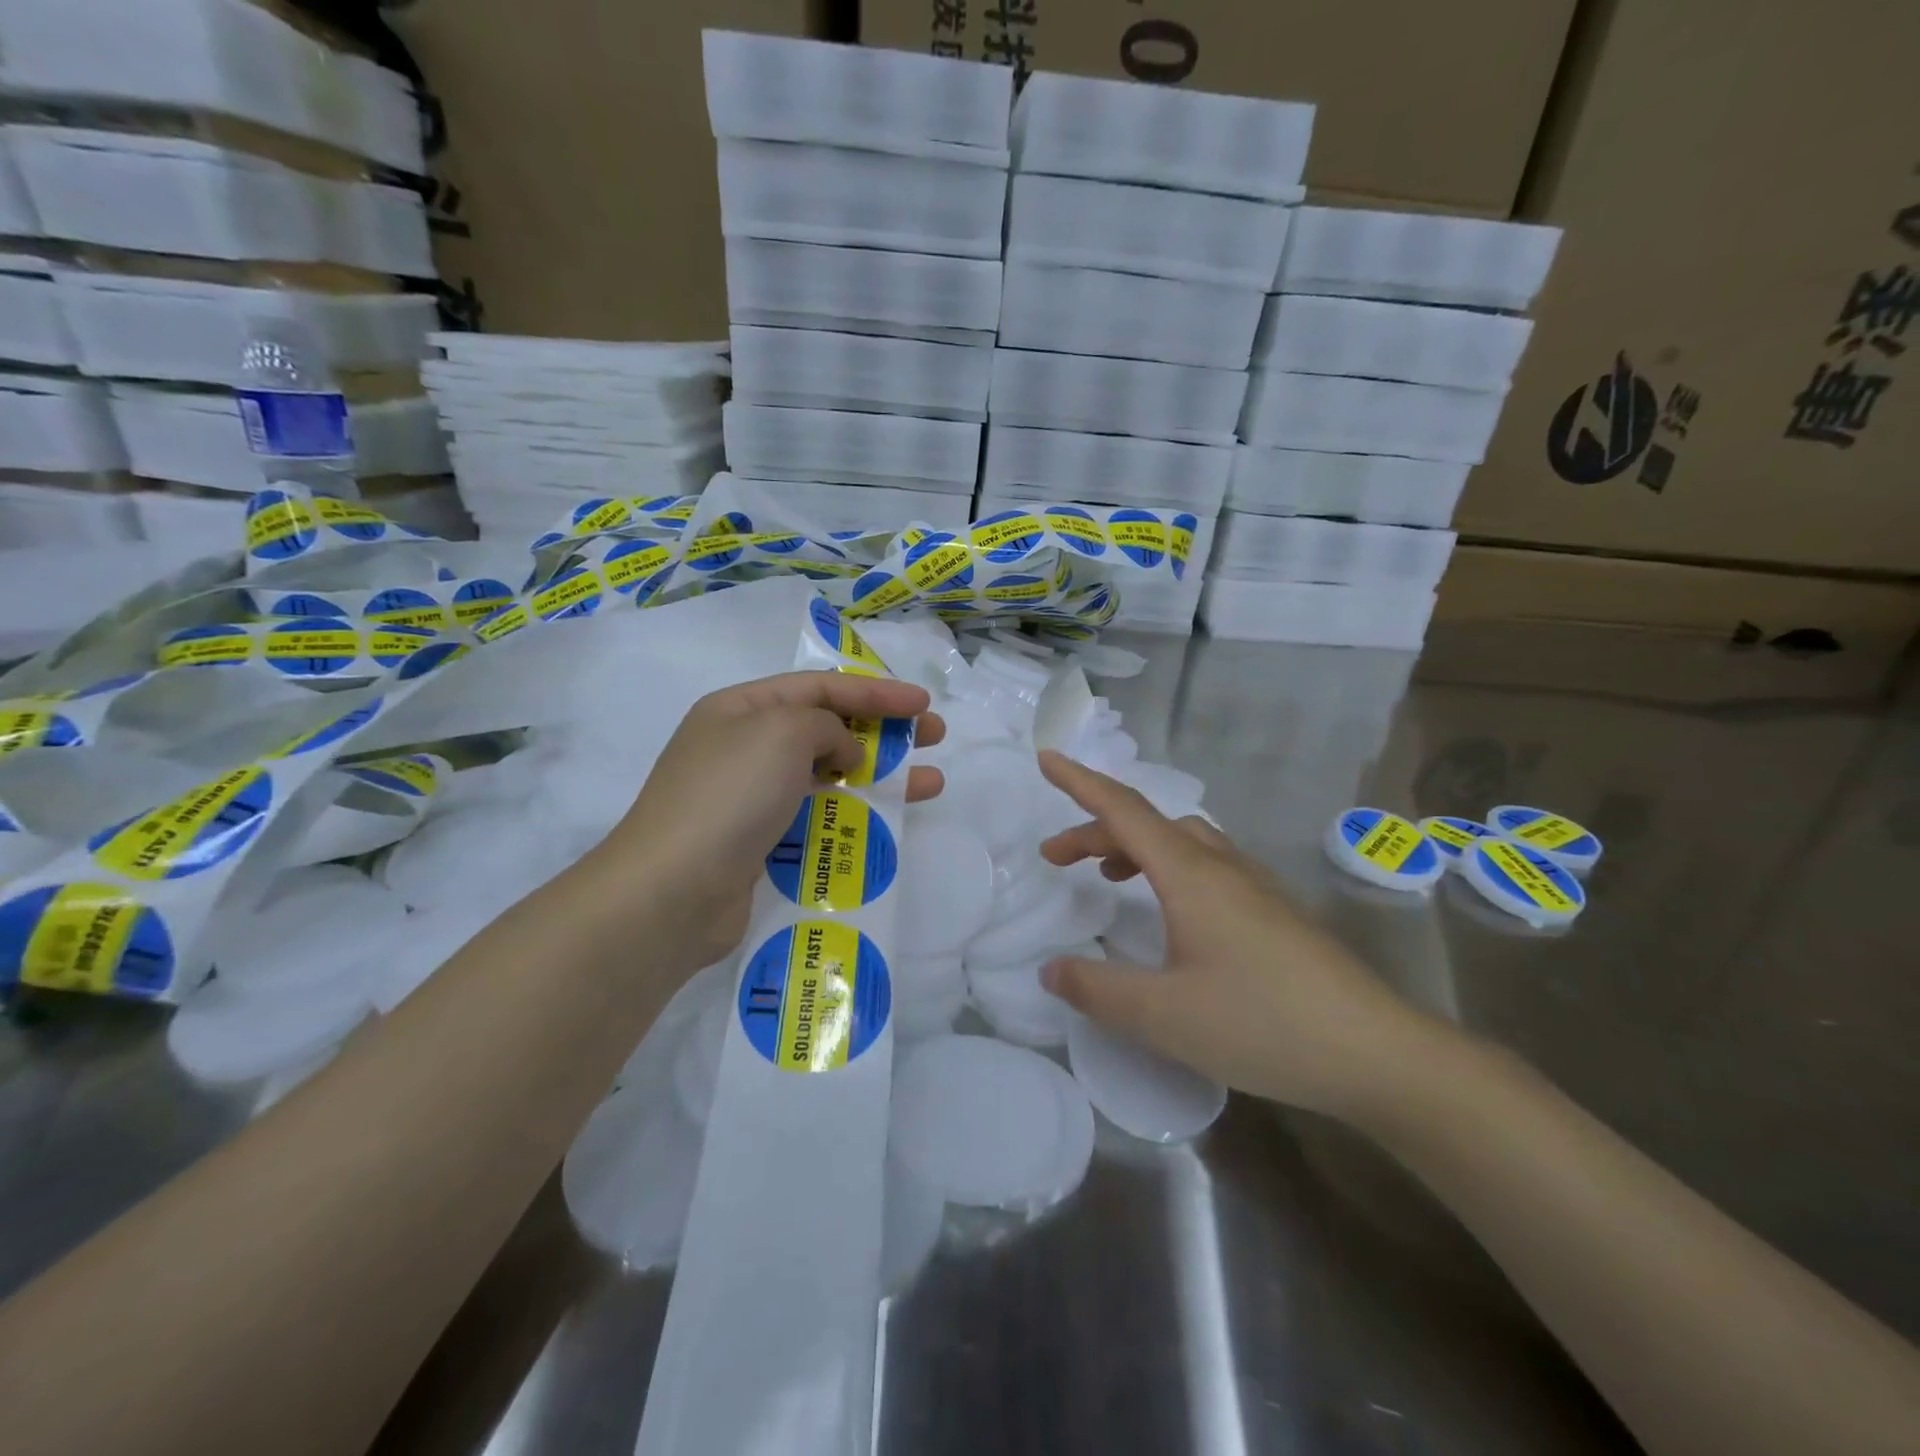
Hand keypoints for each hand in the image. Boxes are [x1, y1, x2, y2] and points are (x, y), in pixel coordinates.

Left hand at [592, 672, 944, 970]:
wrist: (673, 891)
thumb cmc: (730, 794)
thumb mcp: (783, 732)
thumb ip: (827, 726)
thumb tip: (842, 753)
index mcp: (742, 708)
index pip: (821, 687)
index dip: (877, 691)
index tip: (922, 704)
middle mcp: (745, 746)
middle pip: (828, 728)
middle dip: (885, 729)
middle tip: (934, 736)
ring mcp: (752, 797)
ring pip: (830, 775)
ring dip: (881, 775)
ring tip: (930, 783)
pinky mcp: (761, 842)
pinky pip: (819, 815)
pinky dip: (855, 813)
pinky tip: (888, 821)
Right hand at [1035, 750, 1440, 1119]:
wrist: (1377, 1052)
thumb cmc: (1263, 1024)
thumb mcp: (1164, 1015)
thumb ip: (1098, 990)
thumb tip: (1051, 969)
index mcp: (1191, 875)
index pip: (1124, 811)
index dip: (1080, 783)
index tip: (1046, 759)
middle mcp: (1223, 866)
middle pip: (1148, 825)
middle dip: (1095, 830)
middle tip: (1056, 859)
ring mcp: (1255, 886)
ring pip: (1182, 842)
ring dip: (1135, 846)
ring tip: (1108, 877)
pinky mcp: (1275, 911)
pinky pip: (1208, 864)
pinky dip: (1169, 867)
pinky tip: (1172, 912)